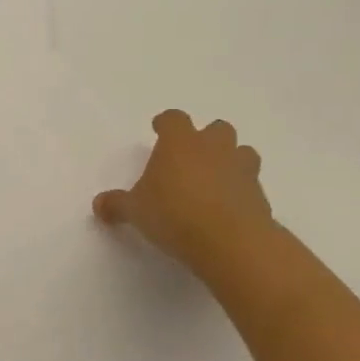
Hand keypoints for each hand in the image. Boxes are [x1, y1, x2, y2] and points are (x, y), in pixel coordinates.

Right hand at [93, 110, 276, 290]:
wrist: (231, 242)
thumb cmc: (174, 214)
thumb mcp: (135, 211)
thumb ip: (117, 205)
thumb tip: (98, 204)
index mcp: (180, 142)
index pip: (174, 119)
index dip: (166, 123)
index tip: (159, 130)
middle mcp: (214, 148)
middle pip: (217, 128)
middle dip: (207, 139)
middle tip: (192, 157)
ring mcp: (242, 170)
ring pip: (243, 152)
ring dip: (232, 161)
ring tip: (216, 181)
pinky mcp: (261, 197)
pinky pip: (251, 186)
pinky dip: (242, 192)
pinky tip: (228, 210)